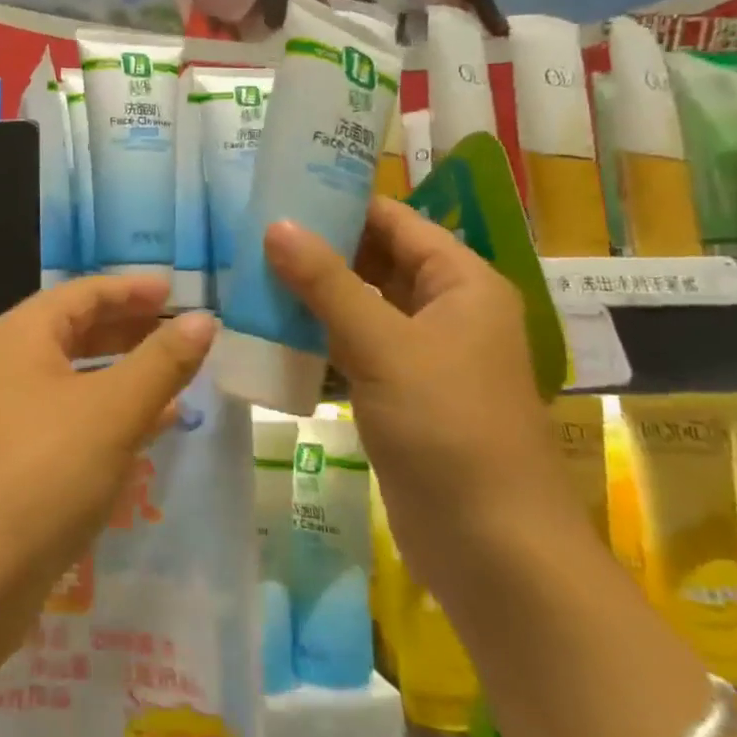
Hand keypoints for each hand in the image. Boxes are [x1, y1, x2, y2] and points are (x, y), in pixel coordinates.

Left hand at [0, 275, 217, 649]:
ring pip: (76, 380)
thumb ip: (161, 363)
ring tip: (177, 377)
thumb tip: (203, 320)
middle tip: (183, 333)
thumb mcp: (111, 412)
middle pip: (77, 332)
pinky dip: (109, 416)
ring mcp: (8, 417)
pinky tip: (147, 431)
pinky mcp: (13, 463)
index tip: (178, 291)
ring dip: (124, 375)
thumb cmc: (40, 473)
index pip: (84, 293)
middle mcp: (10, 367)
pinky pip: (71, 421)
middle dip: (131, 330)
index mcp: (23, 336)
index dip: (132, 289)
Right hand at [264, 198, 586, 595]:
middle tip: (248, 231)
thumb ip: (327, 283)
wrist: (491, 547)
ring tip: (245, 271)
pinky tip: (266, 329)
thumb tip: (276, 225)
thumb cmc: (448, 429)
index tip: (277, 189)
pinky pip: (351, 347)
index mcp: (460, 283)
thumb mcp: (384, 346)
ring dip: (310, 294)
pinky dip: (315, 336)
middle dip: (317, 248)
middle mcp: (445, 310)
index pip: (394, 221)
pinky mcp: (398, 393)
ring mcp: (421, 355)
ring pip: (358, 306)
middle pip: (374, 260)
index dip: (340, 201)